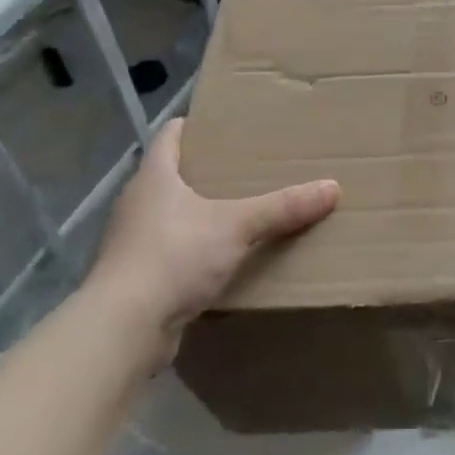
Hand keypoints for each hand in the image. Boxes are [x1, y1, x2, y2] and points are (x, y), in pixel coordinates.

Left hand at [83, 118, 338, 342]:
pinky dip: (193, 251)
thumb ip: (282, 208)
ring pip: (171, 215)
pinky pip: (170, 252)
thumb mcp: (236, 227)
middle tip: (247, 167)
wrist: (122, 330)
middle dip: (206, 171)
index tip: (226, 124)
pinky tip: (221, 259)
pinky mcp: (136, 278)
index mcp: (154, 176)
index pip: (170, 135)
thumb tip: (332, 188)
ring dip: (199, 213)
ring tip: (240, 211)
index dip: (195, 125)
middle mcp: (138, 203)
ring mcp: (132, 242)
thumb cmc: (174, 257)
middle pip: (171, 174)